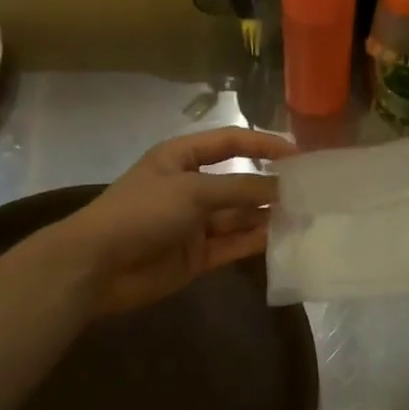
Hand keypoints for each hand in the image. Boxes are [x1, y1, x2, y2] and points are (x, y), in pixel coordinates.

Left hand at [53, 127, 297, 315]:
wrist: (97, 266)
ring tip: (305, 217)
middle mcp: (191, 187)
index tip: (299, 154)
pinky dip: (256, 242)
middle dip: (271, 186)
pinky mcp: (198, 256)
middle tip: (311, 192)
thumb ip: (240, 189)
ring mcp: (195, 223)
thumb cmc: (141, 212)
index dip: (263, 145)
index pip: (230, 143)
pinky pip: (233, 244)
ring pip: (240, 216)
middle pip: (239, 183)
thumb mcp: (192, 190)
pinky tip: (283, 239)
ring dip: (268, 216)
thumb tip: (283, 188)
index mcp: (182, 158)